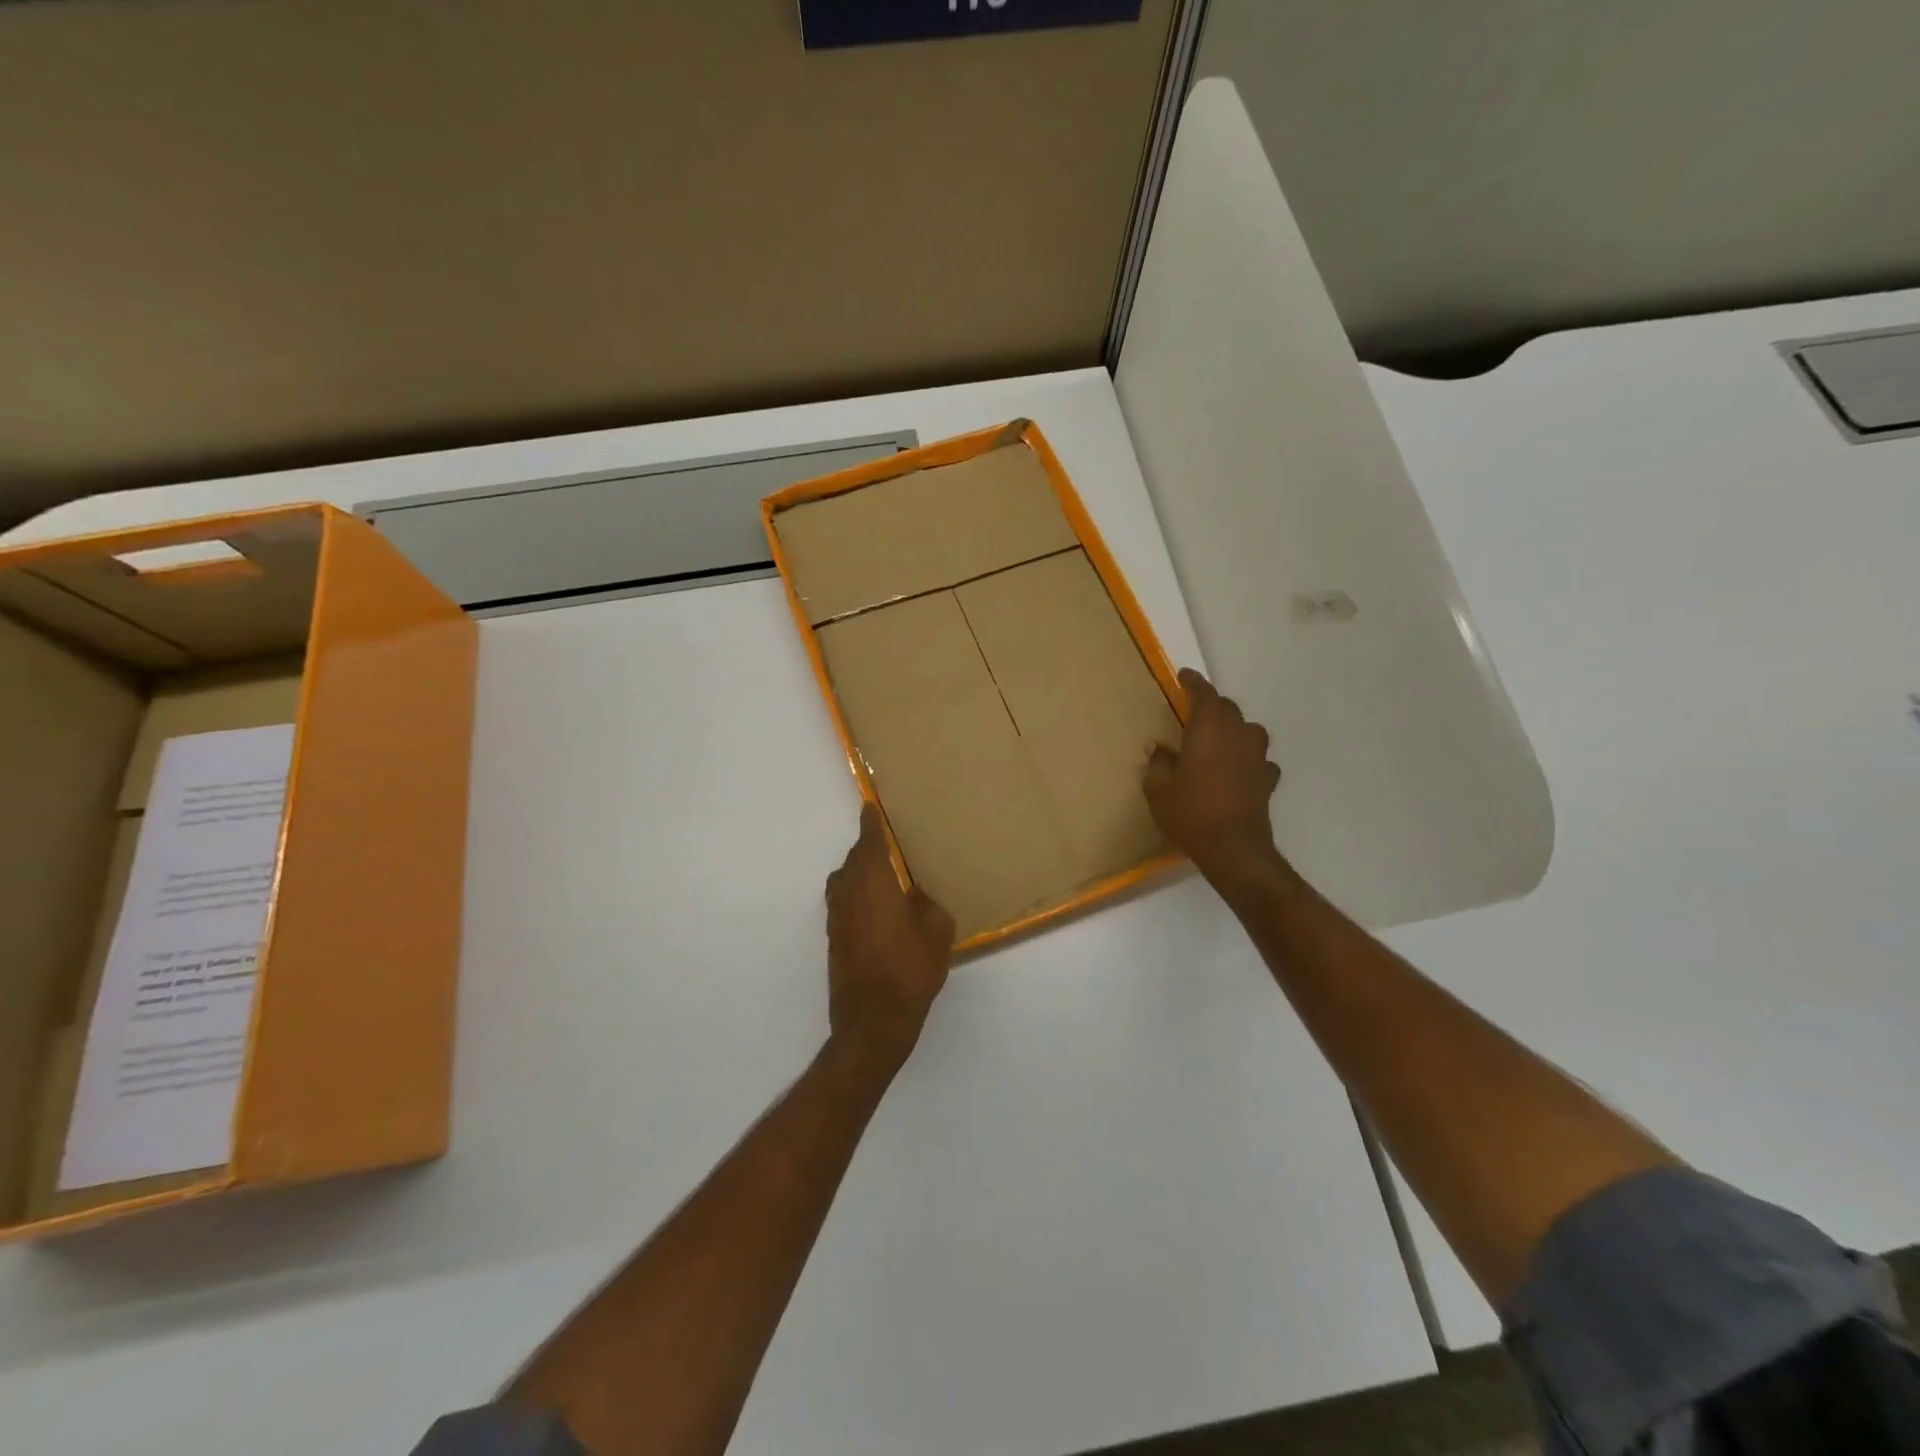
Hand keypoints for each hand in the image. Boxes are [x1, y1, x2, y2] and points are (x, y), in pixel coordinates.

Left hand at [825, 804, 955, 1071]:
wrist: (872, 1022)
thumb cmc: (910, 970)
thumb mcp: (937, 932)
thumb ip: (928, 904)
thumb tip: (917, 895)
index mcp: (874, 881)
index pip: (870, 840)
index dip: (871, 821)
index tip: (871, 806)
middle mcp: (849, 892)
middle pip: (855, 859)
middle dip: (869, 848)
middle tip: (891, 845)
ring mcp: (837, 917)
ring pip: (845, 881)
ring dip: (861, 873)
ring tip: (885, 878)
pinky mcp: (834, 939)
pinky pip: (844, 903)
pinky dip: (857, 897)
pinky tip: (878, 911)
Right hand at [1144, 668, 1283, 889]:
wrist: (1233, 848)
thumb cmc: (1190, 812)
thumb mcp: (1158, 789)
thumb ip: (1158, 763)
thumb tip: (1159, 748)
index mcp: (1209, 729)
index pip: (1204, 694)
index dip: (1193, 683)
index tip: (1184, 676)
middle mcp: (1237, 735)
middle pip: (1228, 708)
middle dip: (1211, 706)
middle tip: (1194, 712)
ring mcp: (1257, 757)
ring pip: (1249, 730)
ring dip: (1234, 729)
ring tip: (1219, 739)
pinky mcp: (1267, 780)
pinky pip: (1259, 759)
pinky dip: (1248, 758)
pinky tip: (1238, 770)